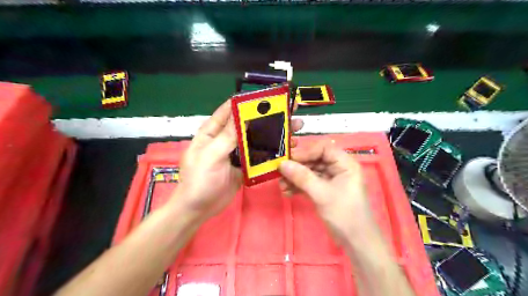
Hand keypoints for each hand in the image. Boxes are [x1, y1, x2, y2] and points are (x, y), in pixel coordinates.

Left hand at [173, 99, 304, 221]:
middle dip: (266, 119)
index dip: (246, 102)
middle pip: (247, 125)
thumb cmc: (199, 180)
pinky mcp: (243, 166)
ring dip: (272, 135)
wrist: (199, 209)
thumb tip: (243, 114)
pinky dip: (270, 152)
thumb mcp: (211, 156)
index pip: (229, 111)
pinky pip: (258, 156)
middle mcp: (225, 139)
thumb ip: (227, 136)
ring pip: (255, 140)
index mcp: (212, 132)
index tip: (267, 97)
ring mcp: (235, 153)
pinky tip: (285, 150)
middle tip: (289, 113)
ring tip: (293, 131)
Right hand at [281, 141, 374, 244]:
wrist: (355, 242)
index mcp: (345, 163)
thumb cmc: (344, 214)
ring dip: (295, 178)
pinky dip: (298, 186)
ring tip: (282, 186)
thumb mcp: (322, 194)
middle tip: (280, 173)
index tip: (289, 159)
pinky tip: (287, 192)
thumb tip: (282, 164)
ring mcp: (330, 179)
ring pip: (309, 171)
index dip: (306, 152)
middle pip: (314, 159)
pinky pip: (309, 182)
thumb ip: (302, 177)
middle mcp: (338, 168)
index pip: (323, 148)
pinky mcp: (324, 190)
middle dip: (297, 167)